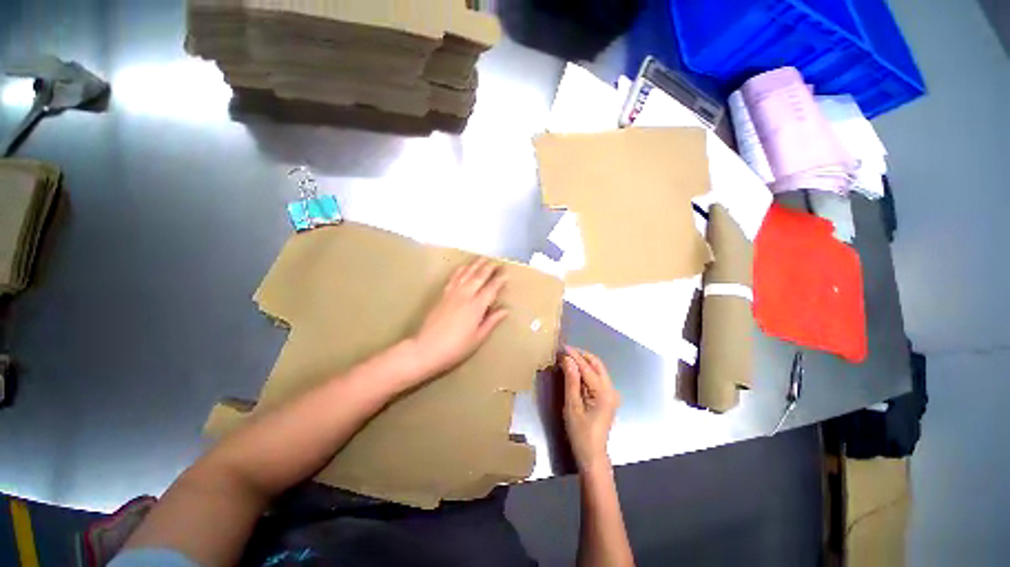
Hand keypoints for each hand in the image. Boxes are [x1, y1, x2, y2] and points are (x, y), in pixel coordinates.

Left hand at [410, 258, 508, 379]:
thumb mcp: (478, 338)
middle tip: (497, 262)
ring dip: (475, 265)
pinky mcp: (442, 295)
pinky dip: (460, 270)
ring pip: (466, 274)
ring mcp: (452, 294)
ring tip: (483, 258)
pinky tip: (463, 267)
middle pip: (479, 277)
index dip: (499, 281)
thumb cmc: (456, 347)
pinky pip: (453, 278)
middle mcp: (465, 296)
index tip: (506, 274)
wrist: (426, 348)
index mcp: (476, 307)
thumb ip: (491, 322)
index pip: (491, 289)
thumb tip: (505, 310)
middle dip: (489, 268)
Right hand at [562, 346, 619, 471]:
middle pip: (597, 364)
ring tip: (567, 358)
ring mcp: (611, 393)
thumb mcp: (572, 406)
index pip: (587, 367)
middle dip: (581, 355)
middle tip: (564, 351)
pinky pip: (597, 377)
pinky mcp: (608, 397)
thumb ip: (571, 381)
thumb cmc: (580, 433)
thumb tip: (567, 359)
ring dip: (583, 361)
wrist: (592, 455)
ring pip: (598, 369)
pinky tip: (575, 370)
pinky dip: (586, 370)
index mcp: (603, 393)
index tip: (561, 347)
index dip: (573, 355)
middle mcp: (611, 389)